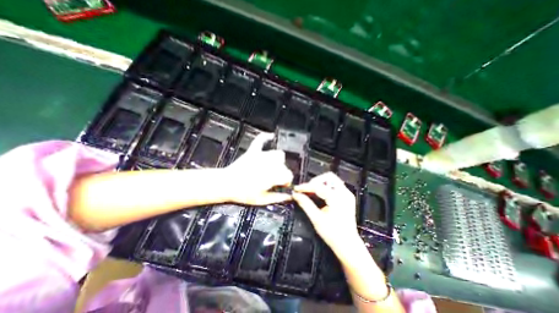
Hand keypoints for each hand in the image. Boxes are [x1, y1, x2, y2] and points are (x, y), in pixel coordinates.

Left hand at [225, 131, 292, 204]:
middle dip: (282, 172)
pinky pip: (261, 140)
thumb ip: (278, 198)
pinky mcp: (253, 152)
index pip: (288, 175)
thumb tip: (288, 197)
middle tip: (275, 179)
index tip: (282, 185)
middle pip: (284, 165)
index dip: (287, 181)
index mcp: (273, 176)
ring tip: (272, 167)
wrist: (225, 184)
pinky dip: (266, 137)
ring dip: (278, 160)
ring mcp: (261, 156)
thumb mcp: (262, 200)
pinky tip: (271, 136)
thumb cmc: (243, 193)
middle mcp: (270, 164)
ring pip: (278, 154)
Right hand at [291, 171, 360, 256]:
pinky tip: (319, 194)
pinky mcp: (347, 197)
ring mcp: (347, 194)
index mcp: (337, 198)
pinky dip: (325, 187)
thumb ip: (305, 204)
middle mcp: (344, 193)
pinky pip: (335, 185)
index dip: (305, 187)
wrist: (348, 245)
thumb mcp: (316, 219)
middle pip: (328, 177)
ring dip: (320, 183)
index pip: (318, 186)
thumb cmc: (332, 234)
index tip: (296, 189)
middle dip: (315, 181)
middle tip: (306, 190)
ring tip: (311, 191)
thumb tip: (295, 195)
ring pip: (332, 180)